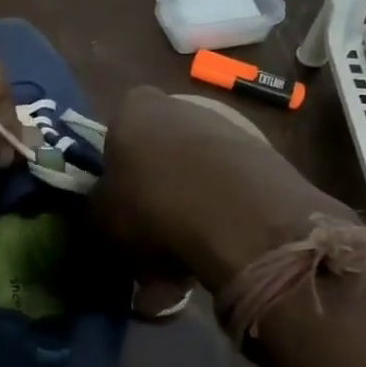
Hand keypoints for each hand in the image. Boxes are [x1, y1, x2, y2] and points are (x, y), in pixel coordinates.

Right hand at [92, 85, 353, 291]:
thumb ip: (97, 207)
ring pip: (197, 172)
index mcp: (134, 110)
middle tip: (151, 234)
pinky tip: (218, 253)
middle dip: (156, 189)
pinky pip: (231, 188)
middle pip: (160, 148)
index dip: (117, 160)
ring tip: (186, 259)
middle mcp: (181, 107)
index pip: (118, 124)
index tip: (120, 194)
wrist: (245, 219)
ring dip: (190, 208)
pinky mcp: (267, 157)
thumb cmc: (154, 206)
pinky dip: (223, 217)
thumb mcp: (102, 217)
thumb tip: (105, 210)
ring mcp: (229, 129)